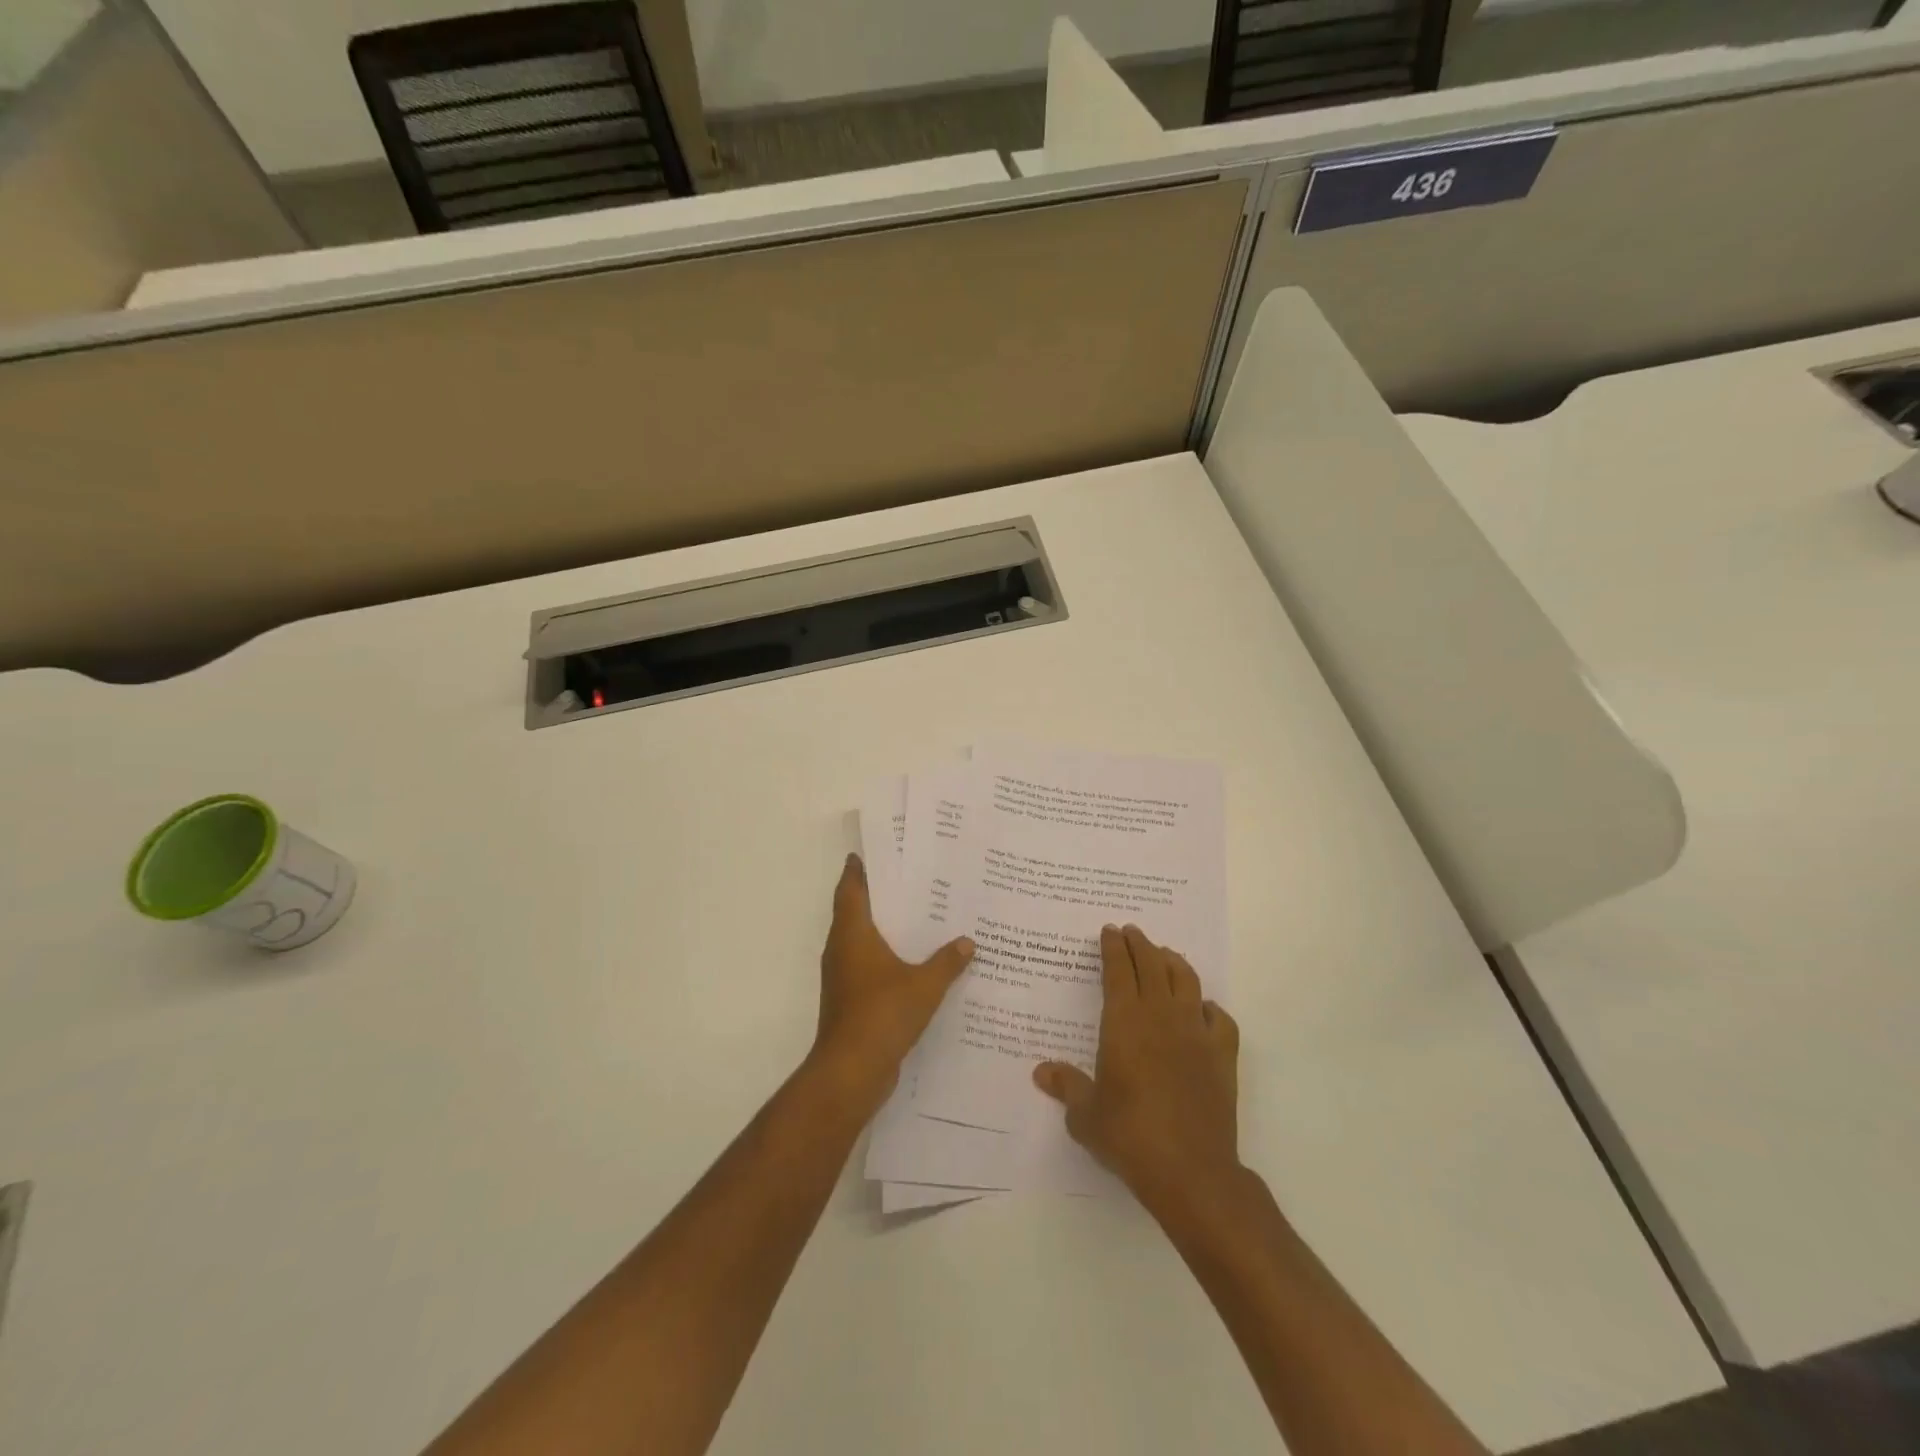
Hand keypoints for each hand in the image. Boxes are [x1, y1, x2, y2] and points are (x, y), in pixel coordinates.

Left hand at [809, 854, 974, 1113]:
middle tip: (909, 879)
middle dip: (877, 895)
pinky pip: (867, 966)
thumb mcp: (924, 985)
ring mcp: (843, 977)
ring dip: (882, 928)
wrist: (851, 1071)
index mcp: (852, 934)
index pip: (851, 890)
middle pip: (854, 912)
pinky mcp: (850, 1000)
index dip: (857, 870)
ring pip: (860, 941)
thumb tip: (968, 942)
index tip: (870, 853)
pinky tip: (913, 961)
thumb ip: (947, 962)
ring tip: (917, 916)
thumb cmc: (882, 1014)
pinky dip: (885, 957)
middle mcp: (842, 949)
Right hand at [1033, 924, 1241, 1219]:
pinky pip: (1219, 1018)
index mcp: (1124, 1021)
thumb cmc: (1129, 1136)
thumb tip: (1041, 1071)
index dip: (1113, 948)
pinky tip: (1203, 1009)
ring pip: (1186, 981)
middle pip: (1152, 965)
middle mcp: (1161, 1016)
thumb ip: (1066, 1086)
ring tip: (1165, 955)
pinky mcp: (1222, 1055)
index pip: (1118, 970)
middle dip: (1140, 944)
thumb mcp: (1085, 1115)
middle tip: (1132, 932)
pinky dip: (1209, 1007)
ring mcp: (1196, 1033)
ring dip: (1173, 962)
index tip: (1109, 931)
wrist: (1190, 1170)